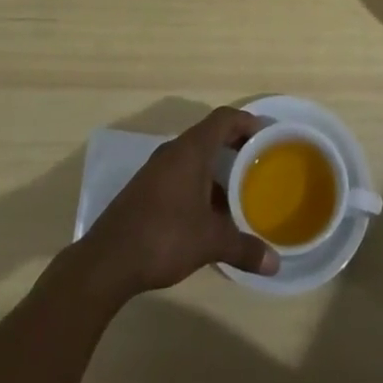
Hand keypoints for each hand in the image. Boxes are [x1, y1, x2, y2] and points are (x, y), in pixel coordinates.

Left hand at [78, 107, 277, 296]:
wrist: (107, 261)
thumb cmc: (164, 236)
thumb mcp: (209, 242)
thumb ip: (244, 248)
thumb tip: (275, 264)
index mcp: (191, 150)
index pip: (224, 118)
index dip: (247, 121)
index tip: (266, 135)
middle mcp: (174, 151)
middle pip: (210, 135)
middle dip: (235, 145)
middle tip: (258, 163)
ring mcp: (156, 170)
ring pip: (194, 156)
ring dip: (216, 168)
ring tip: (238, 191)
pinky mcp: (145, 189)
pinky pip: (180, 173)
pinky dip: (199, 183)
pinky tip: (208, 213)